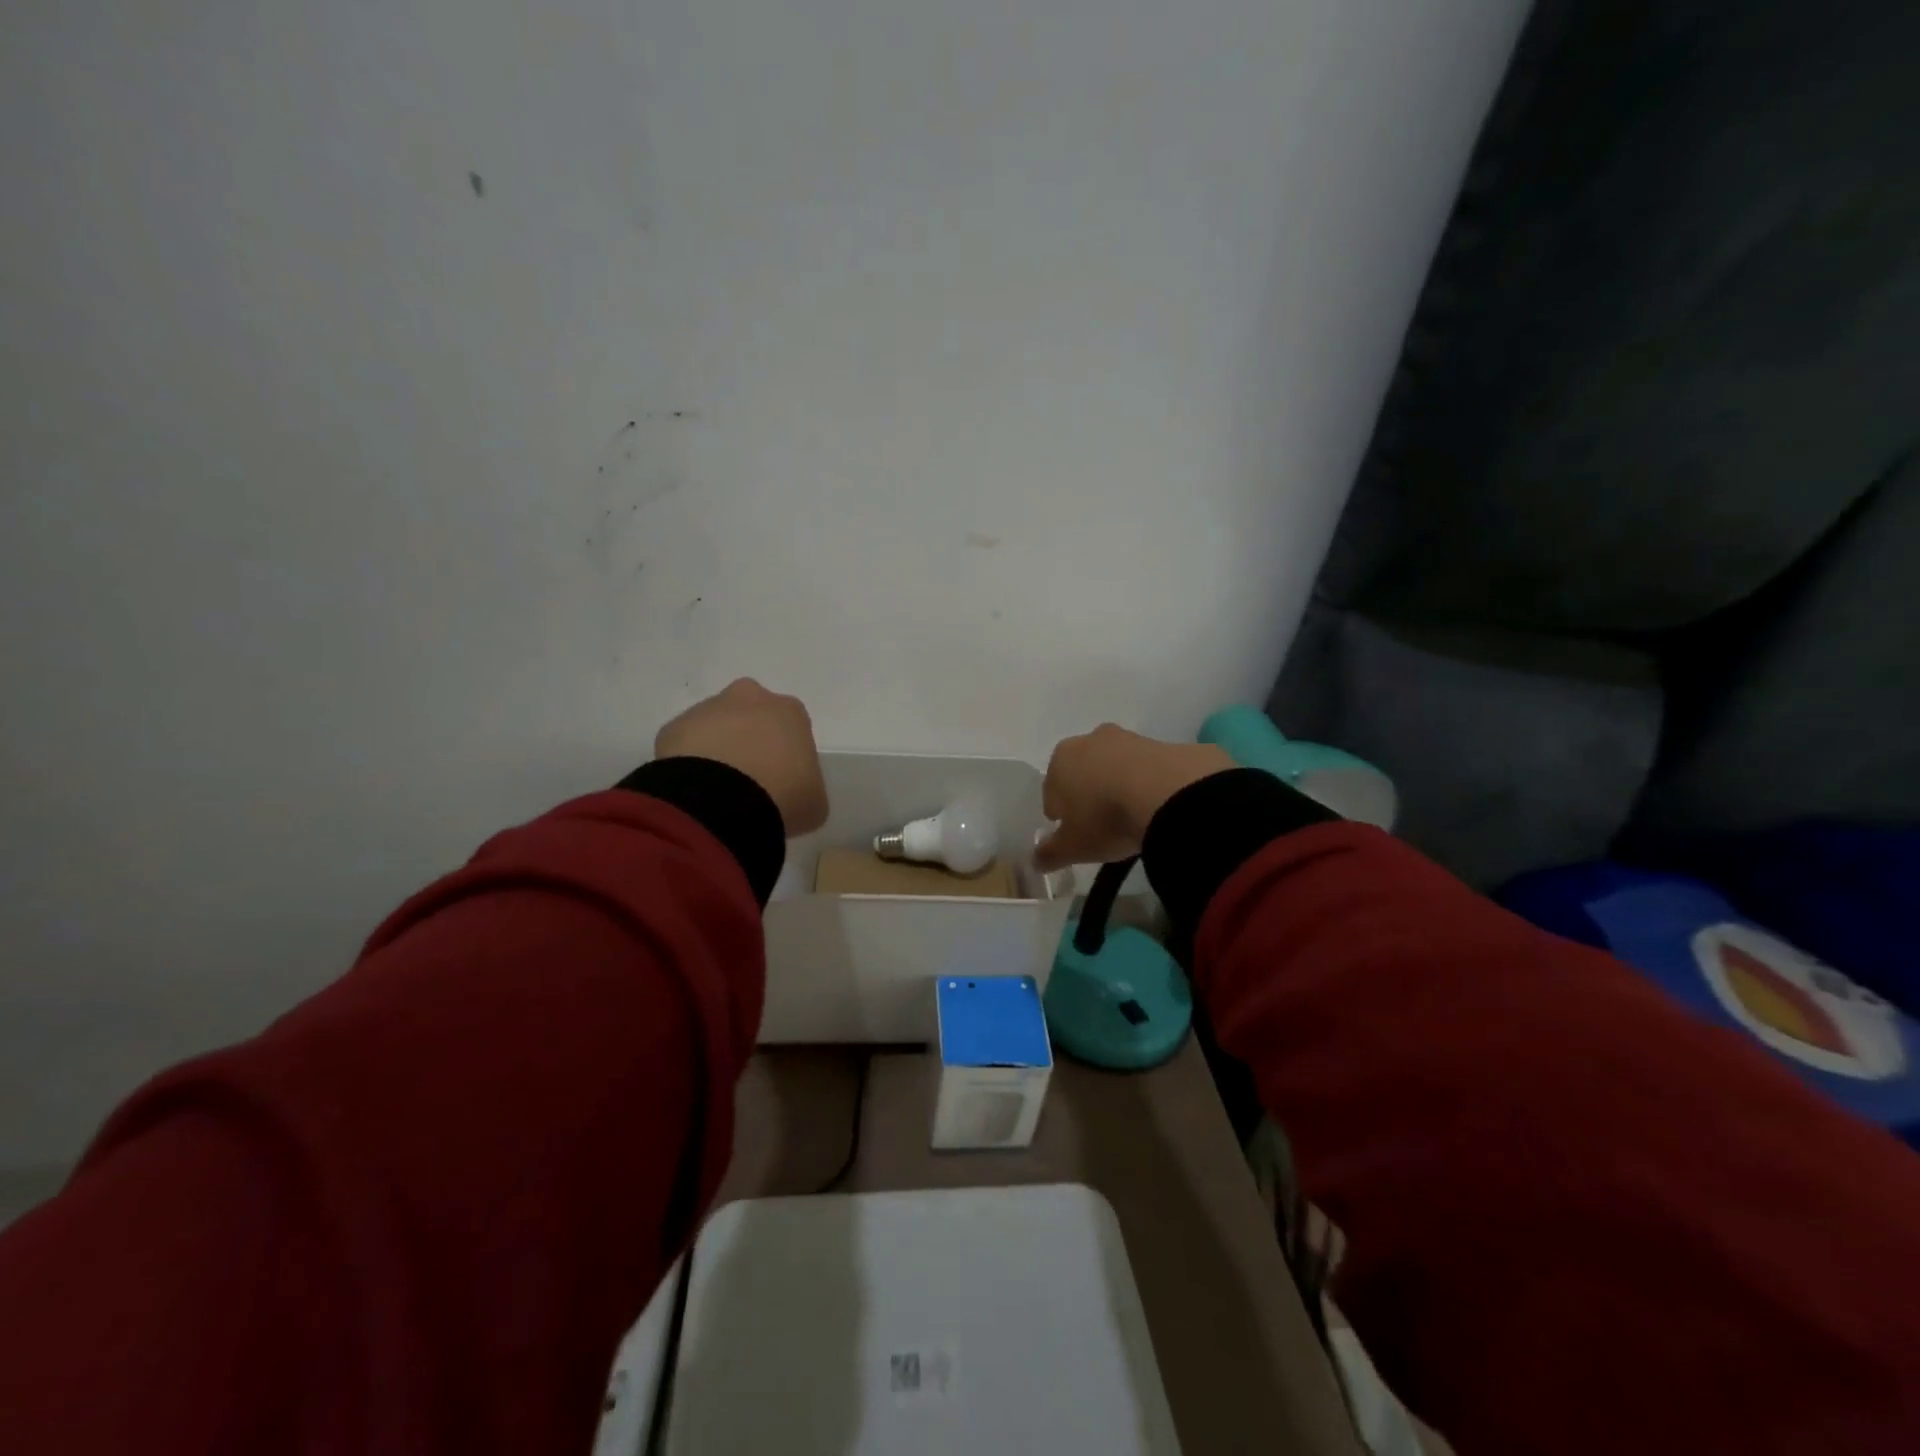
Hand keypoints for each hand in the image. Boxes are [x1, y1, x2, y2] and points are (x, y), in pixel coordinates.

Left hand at [655, 678, 829, 836]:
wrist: (723, 801)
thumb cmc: (783, 796)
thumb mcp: (814, 801)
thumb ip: (806, 788)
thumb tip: (792, 792)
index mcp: (790, 711)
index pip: (791, 727)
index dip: (786, 754)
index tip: (782, 780)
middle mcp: (749, 698)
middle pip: (751, 715)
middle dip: (748, 739)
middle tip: (748, 779)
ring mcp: (707, 710)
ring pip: (714, 727)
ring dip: (716, 750)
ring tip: (717, 792)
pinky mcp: (673, 728)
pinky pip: (684, 746)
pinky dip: (688, 765)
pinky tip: (695, 792)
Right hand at [1033, 725, 1234, 871]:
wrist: (1171, 795)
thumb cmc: (1106, 818)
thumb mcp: (1073, 847)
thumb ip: (1050, 853)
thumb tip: (1035, 861)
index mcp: (1060, 760)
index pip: (1051, 790)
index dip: (1060, 814)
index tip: (1072, 832)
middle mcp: (1091, 740)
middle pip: (1084, 772)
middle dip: (1089, 794)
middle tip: (1100, 824)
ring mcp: (1129, 739)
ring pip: (1116, 767)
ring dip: (1119, 786)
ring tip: (1133, 818)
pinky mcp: (1164, 745)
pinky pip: (1148, 769)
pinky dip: (1148, 784)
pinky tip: (1158, 807)